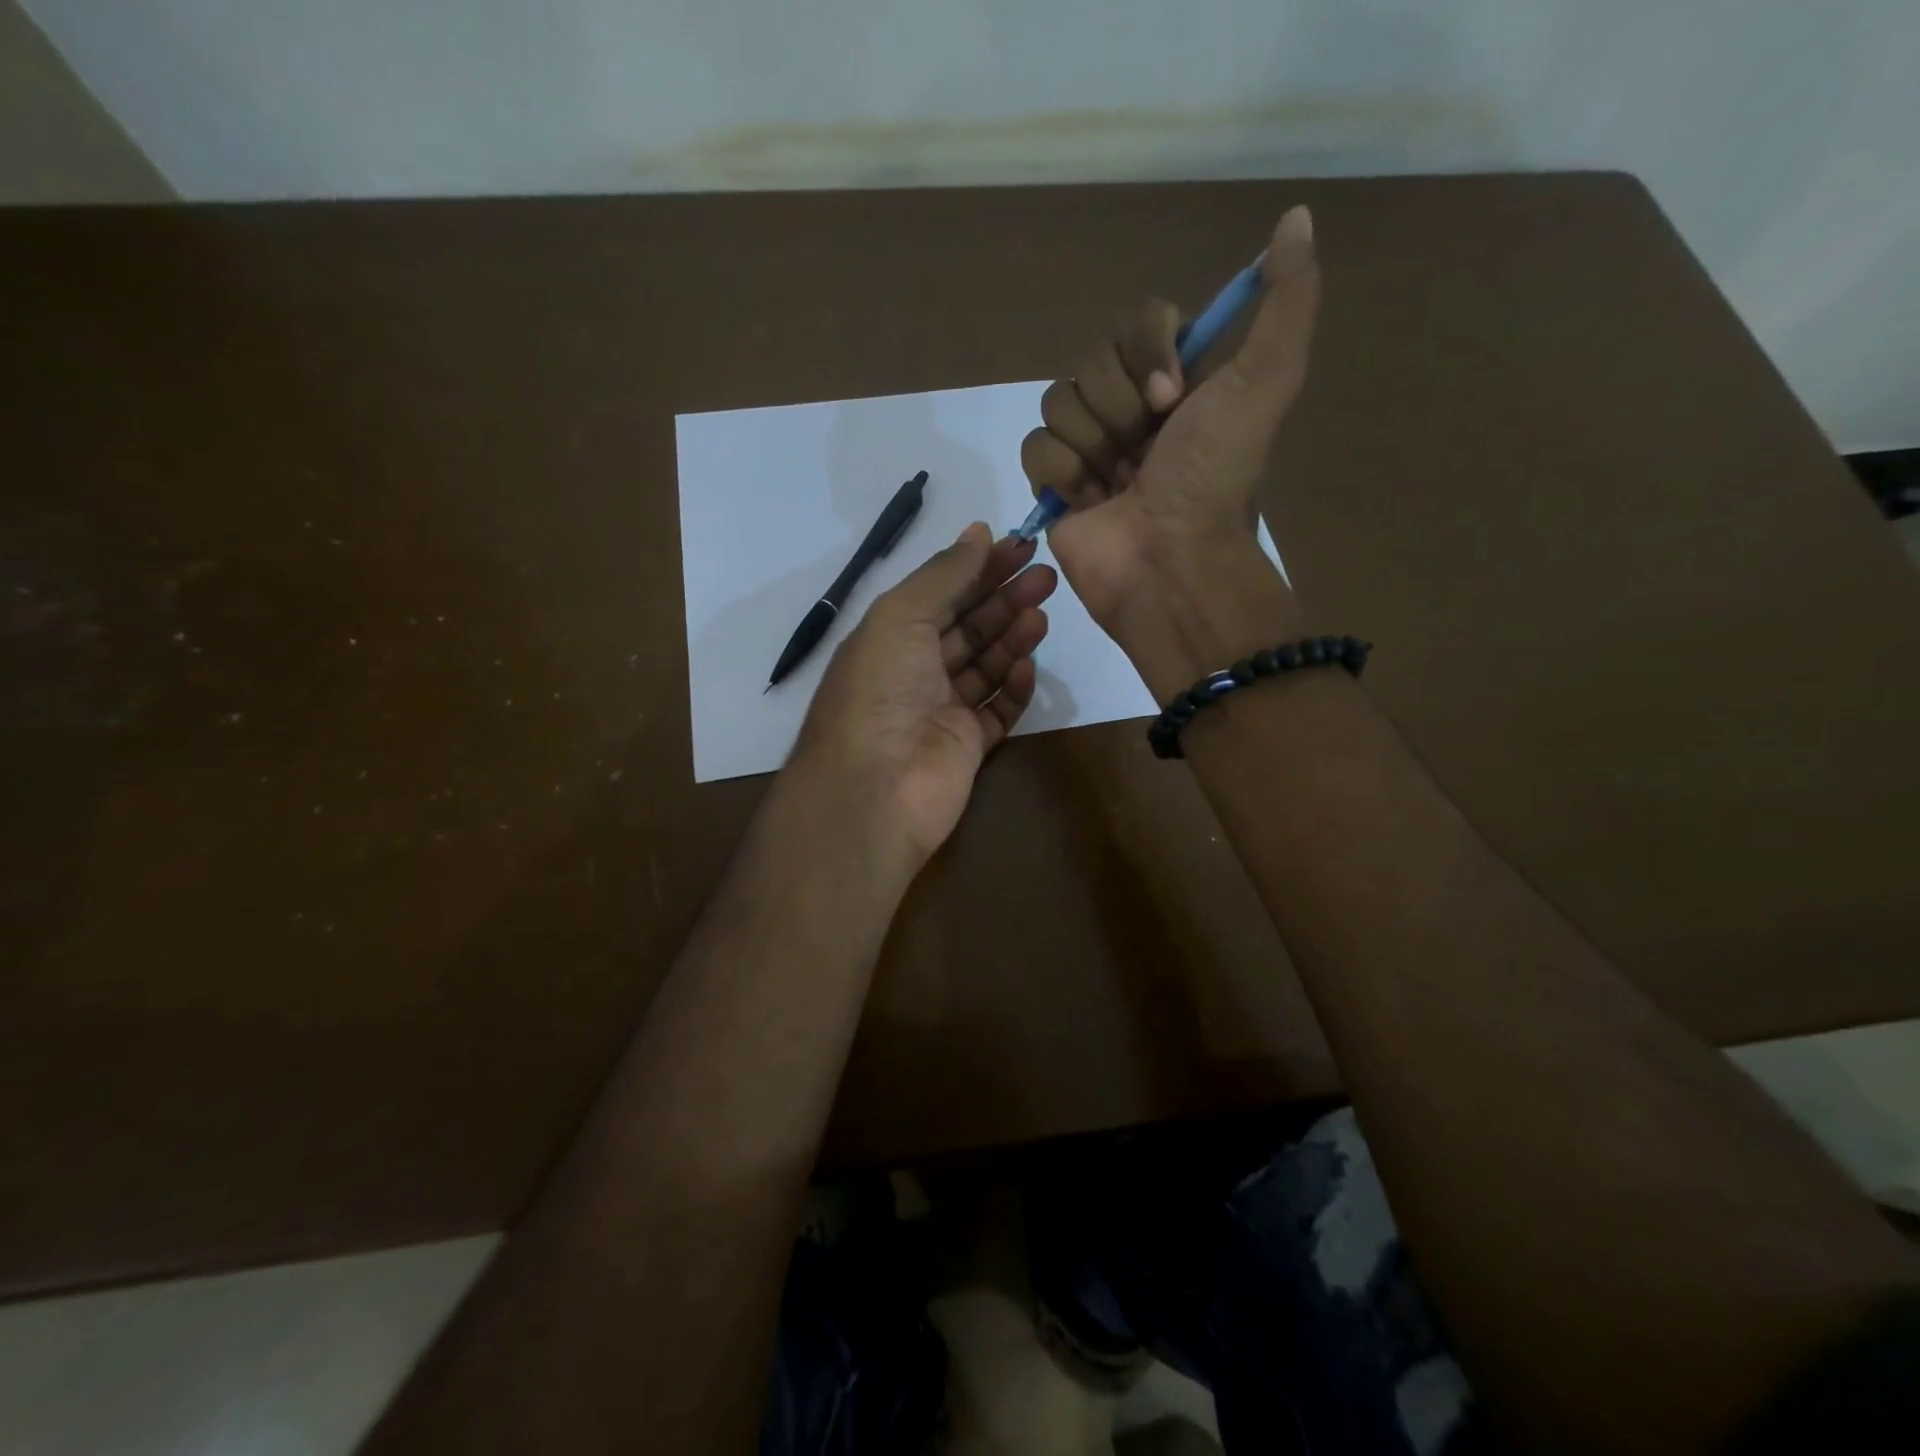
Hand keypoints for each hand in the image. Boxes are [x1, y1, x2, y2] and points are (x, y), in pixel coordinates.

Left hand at [791, 523, 1056, 864]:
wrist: (875, 789)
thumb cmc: (880, 691)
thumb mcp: (901, 616)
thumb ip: (944, 575)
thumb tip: (978, 532)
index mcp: (889, 637)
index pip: (941, 593)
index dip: (979, 568)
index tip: (1020, 546)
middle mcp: (914, 671)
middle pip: (968, 627)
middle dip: (1004, 598)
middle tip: (1046, 575)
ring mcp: (941, 711)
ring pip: (986, 666)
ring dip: (1013, 637)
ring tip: (1042, 613)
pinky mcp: (966, 746)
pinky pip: (997, 710)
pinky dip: (1014, 687)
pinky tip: (1027, 666)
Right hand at [1019, 206, 1319, 634]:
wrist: (1170, 562)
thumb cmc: (1214, 479)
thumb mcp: (1266, 382)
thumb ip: (1286, 301)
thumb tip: (1297, 217)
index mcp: (1177, 384)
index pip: (1137, 322)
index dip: (1147, 352)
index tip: (1172, 399)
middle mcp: (1131, 409)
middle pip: (1091, 360)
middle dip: (1120, 407)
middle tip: (1146, 453)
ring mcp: (1089, 447)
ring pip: (1058, 400)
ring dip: (1093, 444)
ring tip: (1117, 485)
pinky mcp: (1053, 484)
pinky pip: (1034, 445)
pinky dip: (1061, 473)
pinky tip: (1088, 501)